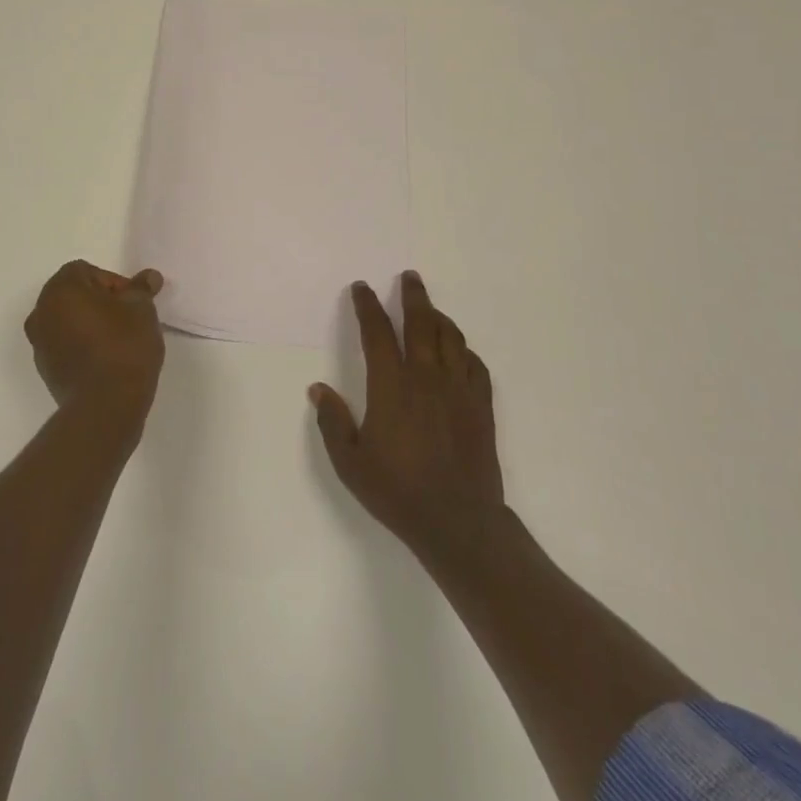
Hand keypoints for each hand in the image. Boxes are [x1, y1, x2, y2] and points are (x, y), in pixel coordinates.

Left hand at [25, 260, 165, 422]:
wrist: (105, 406)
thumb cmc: (123, 346)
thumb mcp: (141, 309)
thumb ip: (141, 289)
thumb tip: (149, 277)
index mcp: (60, 289)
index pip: (87, 271)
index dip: (114, 282)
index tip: (133, 302)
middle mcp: (42, 312)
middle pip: (74, 295)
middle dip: (101, 302)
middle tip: (129, 318)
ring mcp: (40, 343)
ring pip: (68, 321)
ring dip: (90, 324)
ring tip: (120, 341)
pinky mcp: (45, 370)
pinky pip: (65, 346)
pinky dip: (82, 346)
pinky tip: (107, 360)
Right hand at [310, 272, 505, 570]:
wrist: (459, 523)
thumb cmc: (398, 492)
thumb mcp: (351, 463)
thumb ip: (333, 422)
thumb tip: (318, 389)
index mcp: (392, 386)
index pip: (378, 333)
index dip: (368, 307)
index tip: (362, 288)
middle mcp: (427, 378)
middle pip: (422, 324)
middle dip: (413, 296)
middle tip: (409, 277)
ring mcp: (459, 391)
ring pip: (452, 339)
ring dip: (440, 317)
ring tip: (431, 309)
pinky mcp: (481, 407)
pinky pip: (476, 366)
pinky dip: (466, 350)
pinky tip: (460, 352)